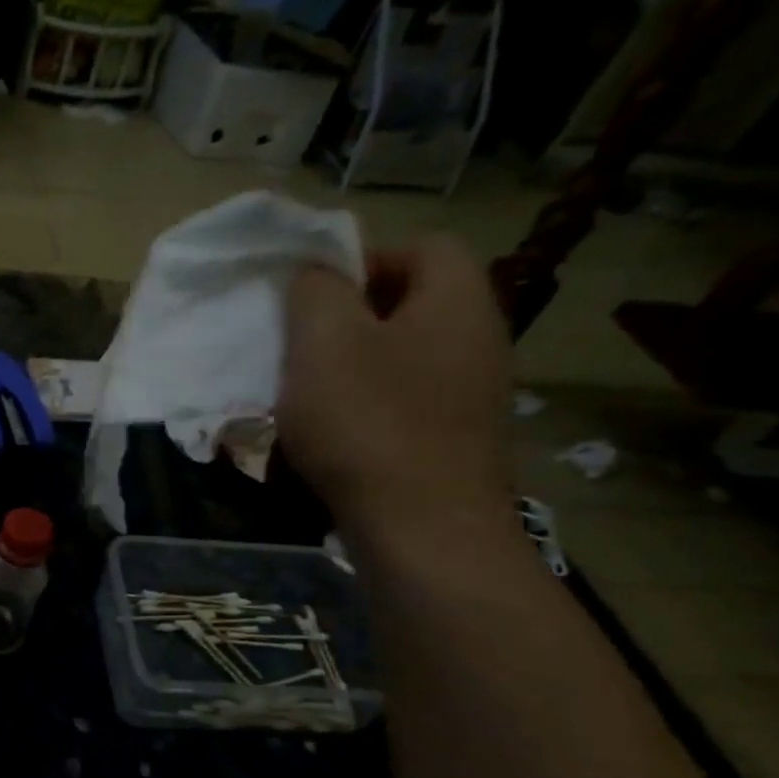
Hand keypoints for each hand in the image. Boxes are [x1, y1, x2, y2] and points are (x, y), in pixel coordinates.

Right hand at [278, 235, 512, 549]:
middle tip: (299, 346)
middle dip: (348, 318)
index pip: (422, 245)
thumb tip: (318, 271)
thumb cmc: (368, 422)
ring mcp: (472, 395)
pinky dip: (364, 408)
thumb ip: (316, 289)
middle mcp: (479, 339)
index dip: (362, 258)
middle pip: (410, 303)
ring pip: (401, 357)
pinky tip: (329, 438)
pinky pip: (404, 403)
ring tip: (303, 395)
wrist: (424, 532)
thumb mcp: (324, 340)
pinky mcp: (455, 442)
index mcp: (457, 300)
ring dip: (350, 367)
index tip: (311, 296)